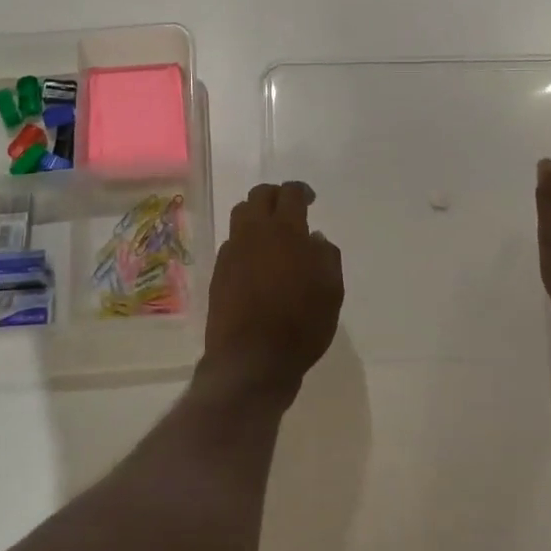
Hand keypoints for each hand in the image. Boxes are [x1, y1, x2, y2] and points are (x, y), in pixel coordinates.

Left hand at [200, 182, 343, 402]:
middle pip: (259, 196)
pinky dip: (245, 241)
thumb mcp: (331, 291)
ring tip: (270, 231)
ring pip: (241, 215)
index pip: (290, 194)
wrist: (251, 359)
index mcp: (285, 230)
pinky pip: (232, 243)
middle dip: (275, 195)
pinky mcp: (219, 271)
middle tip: (289, 208)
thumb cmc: (300, 323)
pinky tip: (256, 260)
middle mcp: (254, 232)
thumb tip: (314, 238)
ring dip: (256, 214)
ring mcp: (232, 251)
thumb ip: (326, 256)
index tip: (309, 199)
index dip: (301, 191)